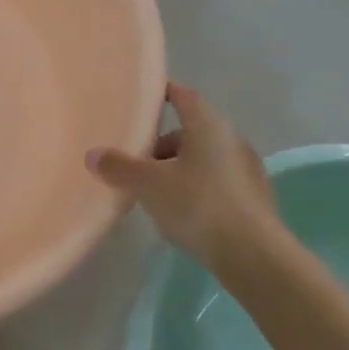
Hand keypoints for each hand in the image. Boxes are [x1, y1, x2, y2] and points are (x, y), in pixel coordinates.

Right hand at [87, 82, 285, 269]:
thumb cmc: (198, 206)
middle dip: (162, 143)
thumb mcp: (148, 185)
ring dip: (178, 168)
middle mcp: (232, 140)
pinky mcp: (254, 200)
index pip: (184, 96)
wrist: (254, 256)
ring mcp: (247, 170)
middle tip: (136, 159)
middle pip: (191, 131)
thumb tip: (93, 154)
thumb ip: (118, 167)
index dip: (163, 92)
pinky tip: (180, 212)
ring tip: (153, 192)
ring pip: (204, 159)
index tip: (142, 98)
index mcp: (209, 126)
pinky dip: (196, 189)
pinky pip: (217, 183)